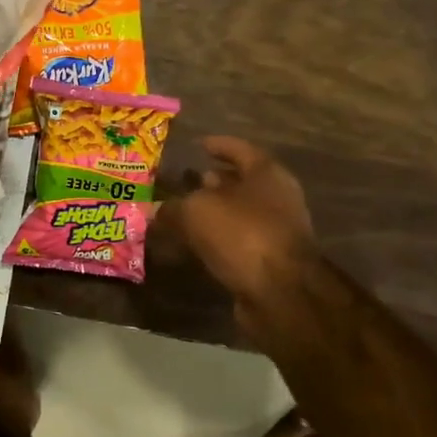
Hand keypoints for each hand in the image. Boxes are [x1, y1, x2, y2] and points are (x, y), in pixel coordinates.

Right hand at [162, 136, 316, 331]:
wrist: (280, 292)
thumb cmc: (241, 234)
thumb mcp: (195, 211)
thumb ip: (173, 207)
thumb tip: (156, 209)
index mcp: (265, 173)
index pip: (240, 149)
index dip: (218, 145)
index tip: (198, 145)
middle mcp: (276, 197)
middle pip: (242, 182)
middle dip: (214, 181)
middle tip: (185, 180)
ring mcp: (276, 230)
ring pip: (239, 212)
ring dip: (214, 211)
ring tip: (183, 211)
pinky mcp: (269, 259)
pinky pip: (238, 239)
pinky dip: (217, 237)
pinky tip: (194, 242)